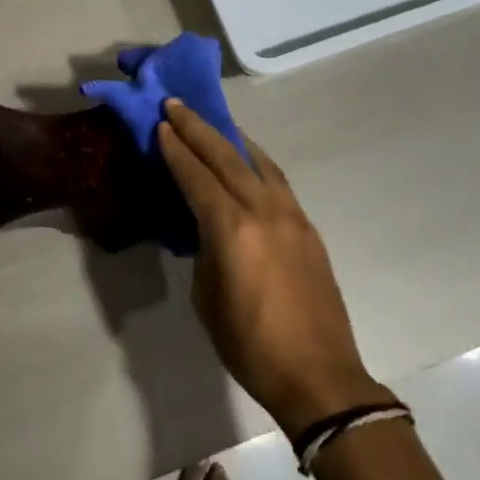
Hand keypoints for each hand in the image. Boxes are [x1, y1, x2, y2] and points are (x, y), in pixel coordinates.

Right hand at [157, 101, 388, 435]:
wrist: (319, 375)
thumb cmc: (250, 345)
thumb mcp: (208, 298)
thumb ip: (205, 251)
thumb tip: (207, 229)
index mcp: (232, 229)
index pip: (197, 177)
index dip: (176, 150)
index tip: (160, 124)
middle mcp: (264, 210)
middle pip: (226, 157)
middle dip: (198, 129)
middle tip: (176, 105)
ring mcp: (292, 215)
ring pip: (258, 162)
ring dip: (231, 139)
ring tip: (213, 123)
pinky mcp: (308, 228)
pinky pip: (277, 181)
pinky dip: (256, 162)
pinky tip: (248, 162)